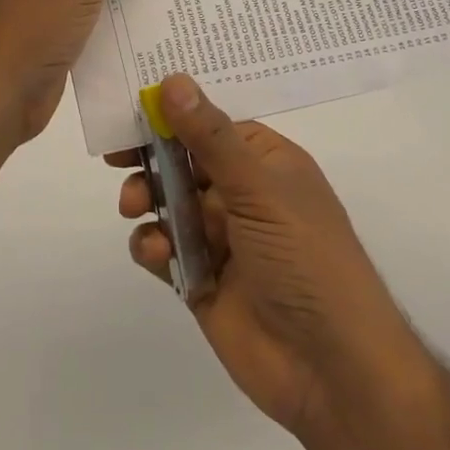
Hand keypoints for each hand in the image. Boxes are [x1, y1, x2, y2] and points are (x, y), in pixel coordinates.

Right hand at [113, 74, 424, 443]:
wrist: (331, 370)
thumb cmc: (304, 259)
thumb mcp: (258, 189)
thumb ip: (210, 137)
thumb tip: (173, 80)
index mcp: (267, 164)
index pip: (213, 125)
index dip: (174, 115)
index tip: (132, 108)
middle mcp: (244, 196)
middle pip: (186, 162)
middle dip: (152, 158)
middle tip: (117, 157)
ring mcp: (222, 240)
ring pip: (170, 204)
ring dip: (148, 199)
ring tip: (134, 206)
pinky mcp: (202, 280)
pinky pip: (166, 249)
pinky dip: (152, 245)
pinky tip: (154, 252)